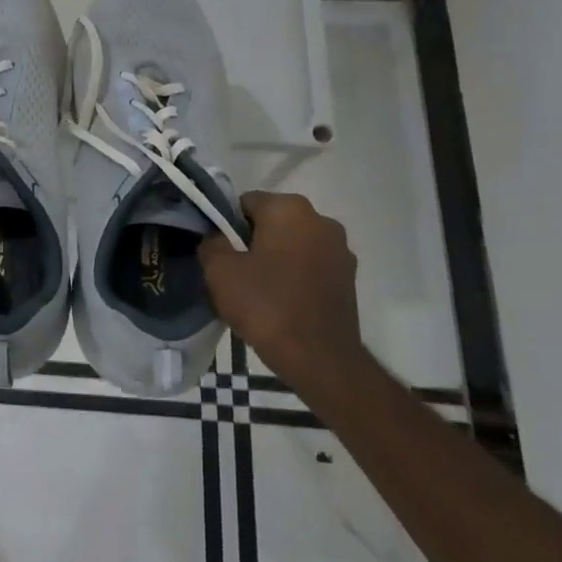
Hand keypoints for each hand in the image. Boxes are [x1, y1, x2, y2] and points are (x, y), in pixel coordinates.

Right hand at [199, 192, 361, 381]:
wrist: (320, 359)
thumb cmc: (266, 305)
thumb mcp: (220, 271)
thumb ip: (211, 243)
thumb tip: (217, 238)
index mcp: (289, 209)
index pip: (245, 203)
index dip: (226, 226)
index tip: (220, 253)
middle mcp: (321, 220)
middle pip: (272, 222)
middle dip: (252, 241)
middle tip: (235, 273)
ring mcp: (340, 249)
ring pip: (292, 244)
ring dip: (275, 258)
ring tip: (258, 291)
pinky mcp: (349, 277)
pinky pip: (310, 266)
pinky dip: (294, 276)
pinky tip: (281, 302)